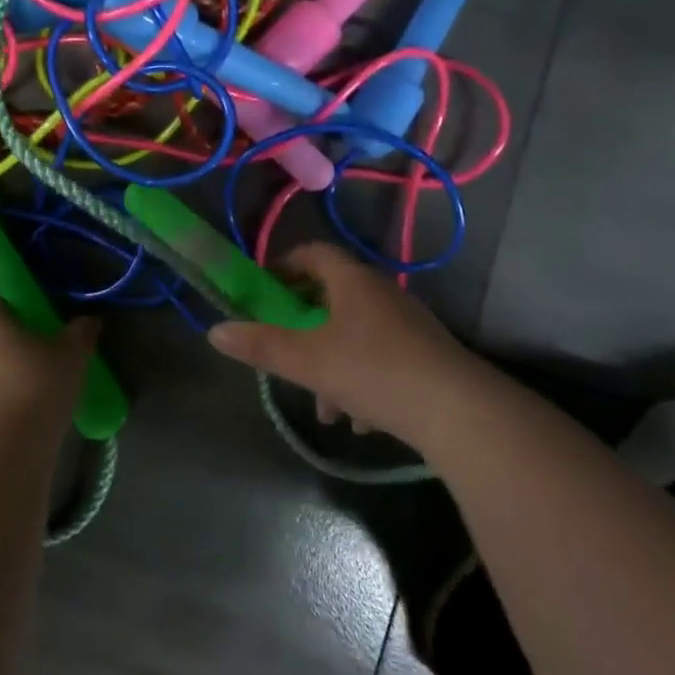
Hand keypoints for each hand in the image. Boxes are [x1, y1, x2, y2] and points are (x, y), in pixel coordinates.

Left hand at [0, 296, 99, 452]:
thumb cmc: (33, 391)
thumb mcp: (71, 358)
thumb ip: (80, 334)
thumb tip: (89, 320)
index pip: (0, 301)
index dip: (25, 312)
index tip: (48, 330)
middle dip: (14, 346)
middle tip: (46, 363)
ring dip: (2, 378)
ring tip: (36, 397)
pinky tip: (19, 423)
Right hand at [207, 243, 487, 445]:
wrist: (460, 413)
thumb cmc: (374, 371)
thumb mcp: (308, 361)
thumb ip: (260, 345)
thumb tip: (215, 331)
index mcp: (353, 281)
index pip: (313, 253)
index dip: (283, 266)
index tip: (262, 290)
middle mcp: (382, 294)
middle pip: (331, 297)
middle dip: (303, 328)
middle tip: (285, 350)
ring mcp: (407, 325)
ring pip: (354, 335)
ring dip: (331, 364)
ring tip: (323, 406)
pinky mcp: (425, 357)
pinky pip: (381, 359)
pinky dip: (361, 381)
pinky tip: (358, 420)